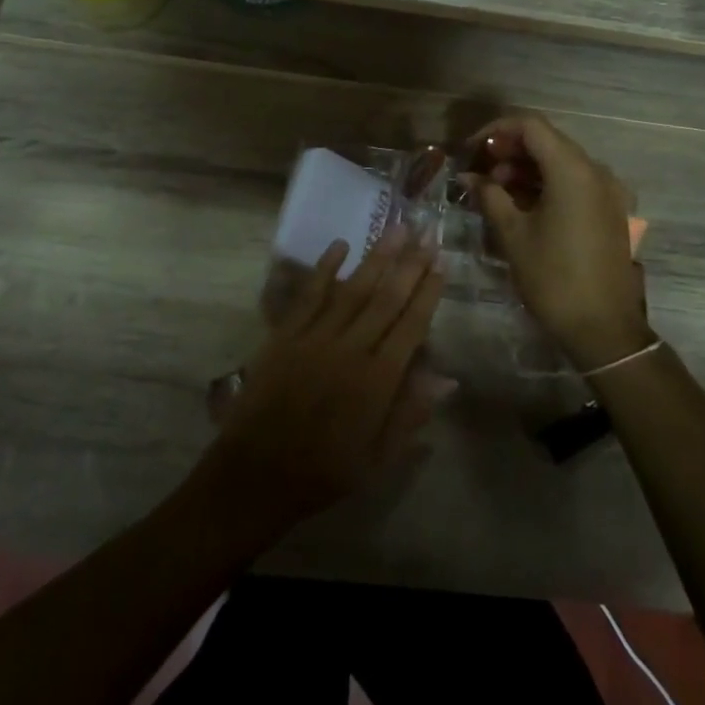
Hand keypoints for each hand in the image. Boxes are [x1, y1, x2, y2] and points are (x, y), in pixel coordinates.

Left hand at [201, 227, 444, 536]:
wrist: (256, 475)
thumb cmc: (324, 471)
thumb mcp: (378, 459)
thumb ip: (411, 414)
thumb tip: (447, 379)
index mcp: (377, 381)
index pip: (411, 326)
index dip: (428, 292)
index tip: (441, 263)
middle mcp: (350, 350)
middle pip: (386, 299)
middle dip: (409, 265)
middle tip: (427, 233)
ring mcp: (315, 338)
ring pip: (352, 289)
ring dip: (376, 257)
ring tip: (395, 229)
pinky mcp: (285, 336)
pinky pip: (309, 295)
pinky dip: (324, 268)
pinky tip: (340, 245)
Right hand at [467, 114, 647, 368]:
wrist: (604, 328)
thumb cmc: (553, 278)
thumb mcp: (513, 234)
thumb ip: (489, 196)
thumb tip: (469, 176)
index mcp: (573, 170)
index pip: (531, 126)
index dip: (496, 130)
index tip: (472, 150)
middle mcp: (597, 171)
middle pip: (548, 142)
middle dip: (510, 152)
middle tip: (480, 174)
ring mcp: (610, 192)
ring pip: (562, 163)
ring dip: (527, 170)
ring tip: (497, 193)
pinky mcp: (612, 212)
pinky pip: (576, 184)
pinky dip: (548, 185)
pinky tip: (524, 206)